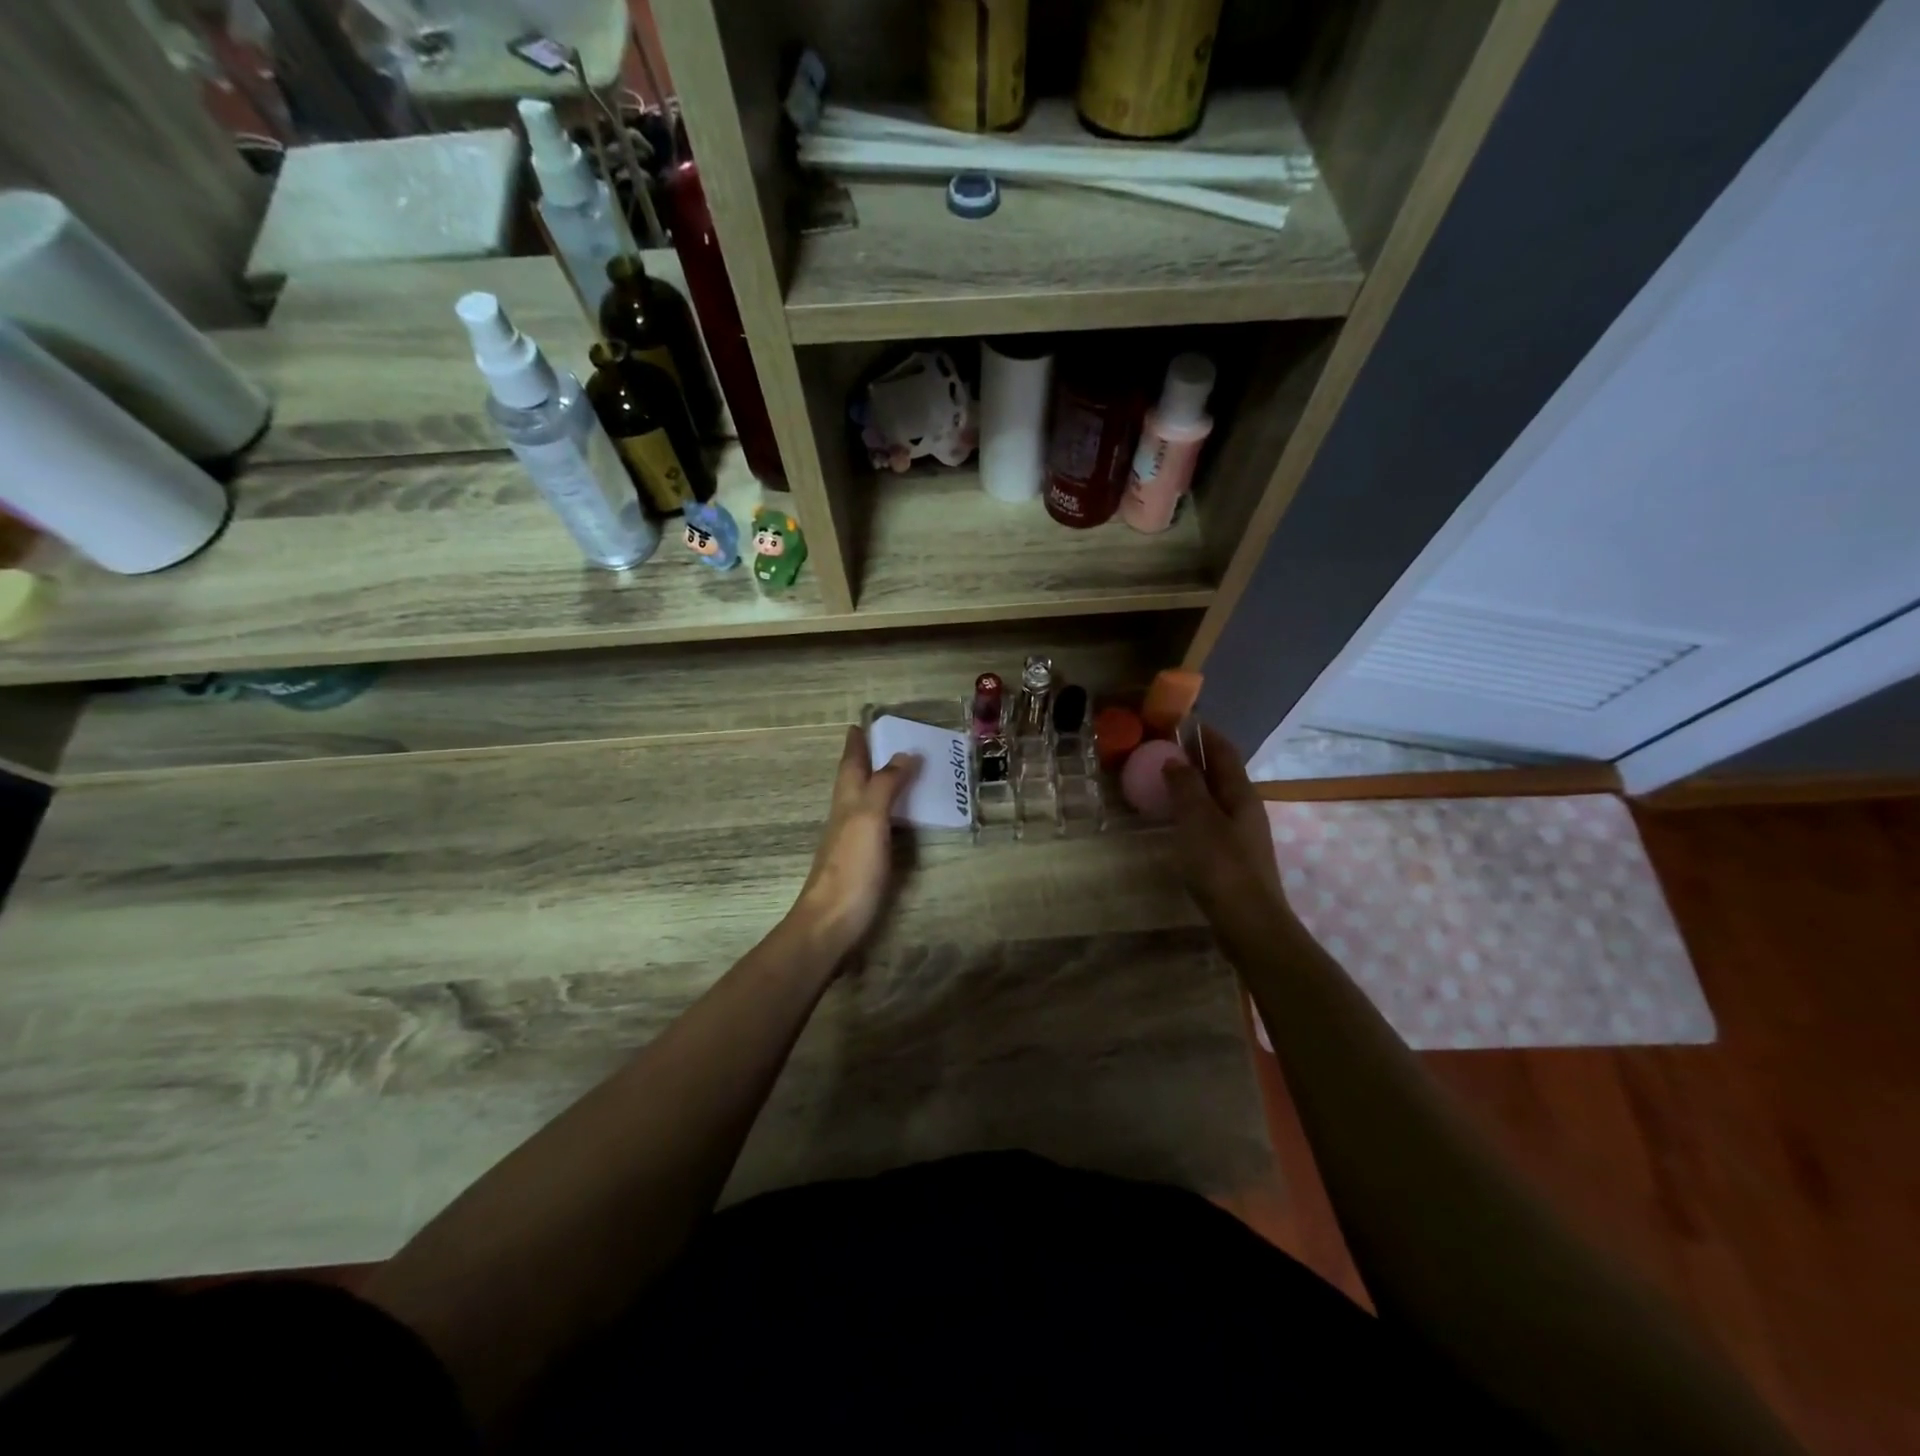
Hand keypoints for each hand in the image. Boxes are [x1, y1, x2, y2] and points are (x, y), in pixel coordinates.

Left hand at [789, 726, 920, 964]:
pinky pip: (878, 826)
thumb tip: (903, 754)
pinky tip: (900, 820)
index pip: (850, 764)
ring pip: (864, 803)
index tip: (860, 723)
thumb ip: (885, 786)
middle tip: (890, 743)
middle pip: (855, 781)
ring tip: (903, 774)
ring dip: (879, 785)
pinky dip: (889, 813)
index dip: (856, 743)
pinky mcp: (862, 864)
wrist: (831, 923)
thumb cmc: (851, 868)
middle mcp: (846, 817)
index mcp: (847, 802)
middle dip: (867, 760)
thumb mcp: (869, 819)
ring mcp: (852, 842)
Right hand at [1161, 723, 1293, 933]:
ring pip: (1215, 798)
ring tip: (1163, 780)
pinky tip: (1175, 820)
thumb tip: (1174, 760)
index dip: (1205, 734)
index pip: (1224, 752)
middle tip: (1163, 749)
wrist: (1249, 922)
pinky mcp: (1232, 857)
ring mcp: (1241, 834)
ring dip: (1193, 784)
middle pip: (1221, 774)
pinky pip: (1210, 820)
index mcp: (1241, 794)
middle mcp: (1245, 809)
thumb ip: (1186, 786)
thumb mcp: (1198, 820)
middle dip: (1196, 757)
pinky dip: (1192, 810)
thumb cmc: (1222, 865)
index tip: (1182, 720)